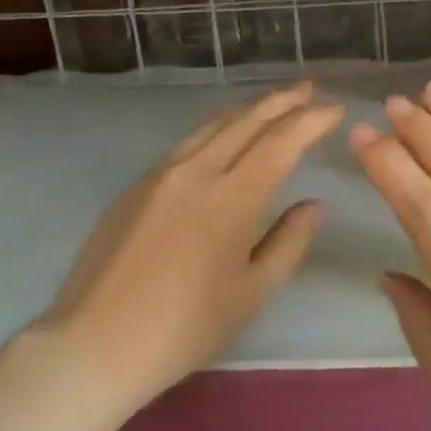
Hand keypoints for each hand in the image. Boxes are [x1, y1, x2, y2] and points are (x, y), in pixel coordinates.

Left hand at [39, 81, 344, 400]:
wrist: (95, 343)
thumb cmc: (184, 328)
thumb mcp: (251, 293)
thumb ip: (289, 242)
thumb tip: (315, 204)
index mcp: (232, 197)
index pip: (281, 141)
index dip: (312, 120)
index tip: (336, 109)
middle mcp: (197, 171)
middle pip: (247, 120)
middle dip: (283, 100)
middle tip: (310, 88)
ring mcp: (162, 173)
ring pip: (214, 124)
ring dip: (249, 109)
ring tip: (273, 103)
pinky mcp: (137, 185)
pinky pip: (188, 142)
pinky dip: (218, 129)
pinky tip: (224, 138)